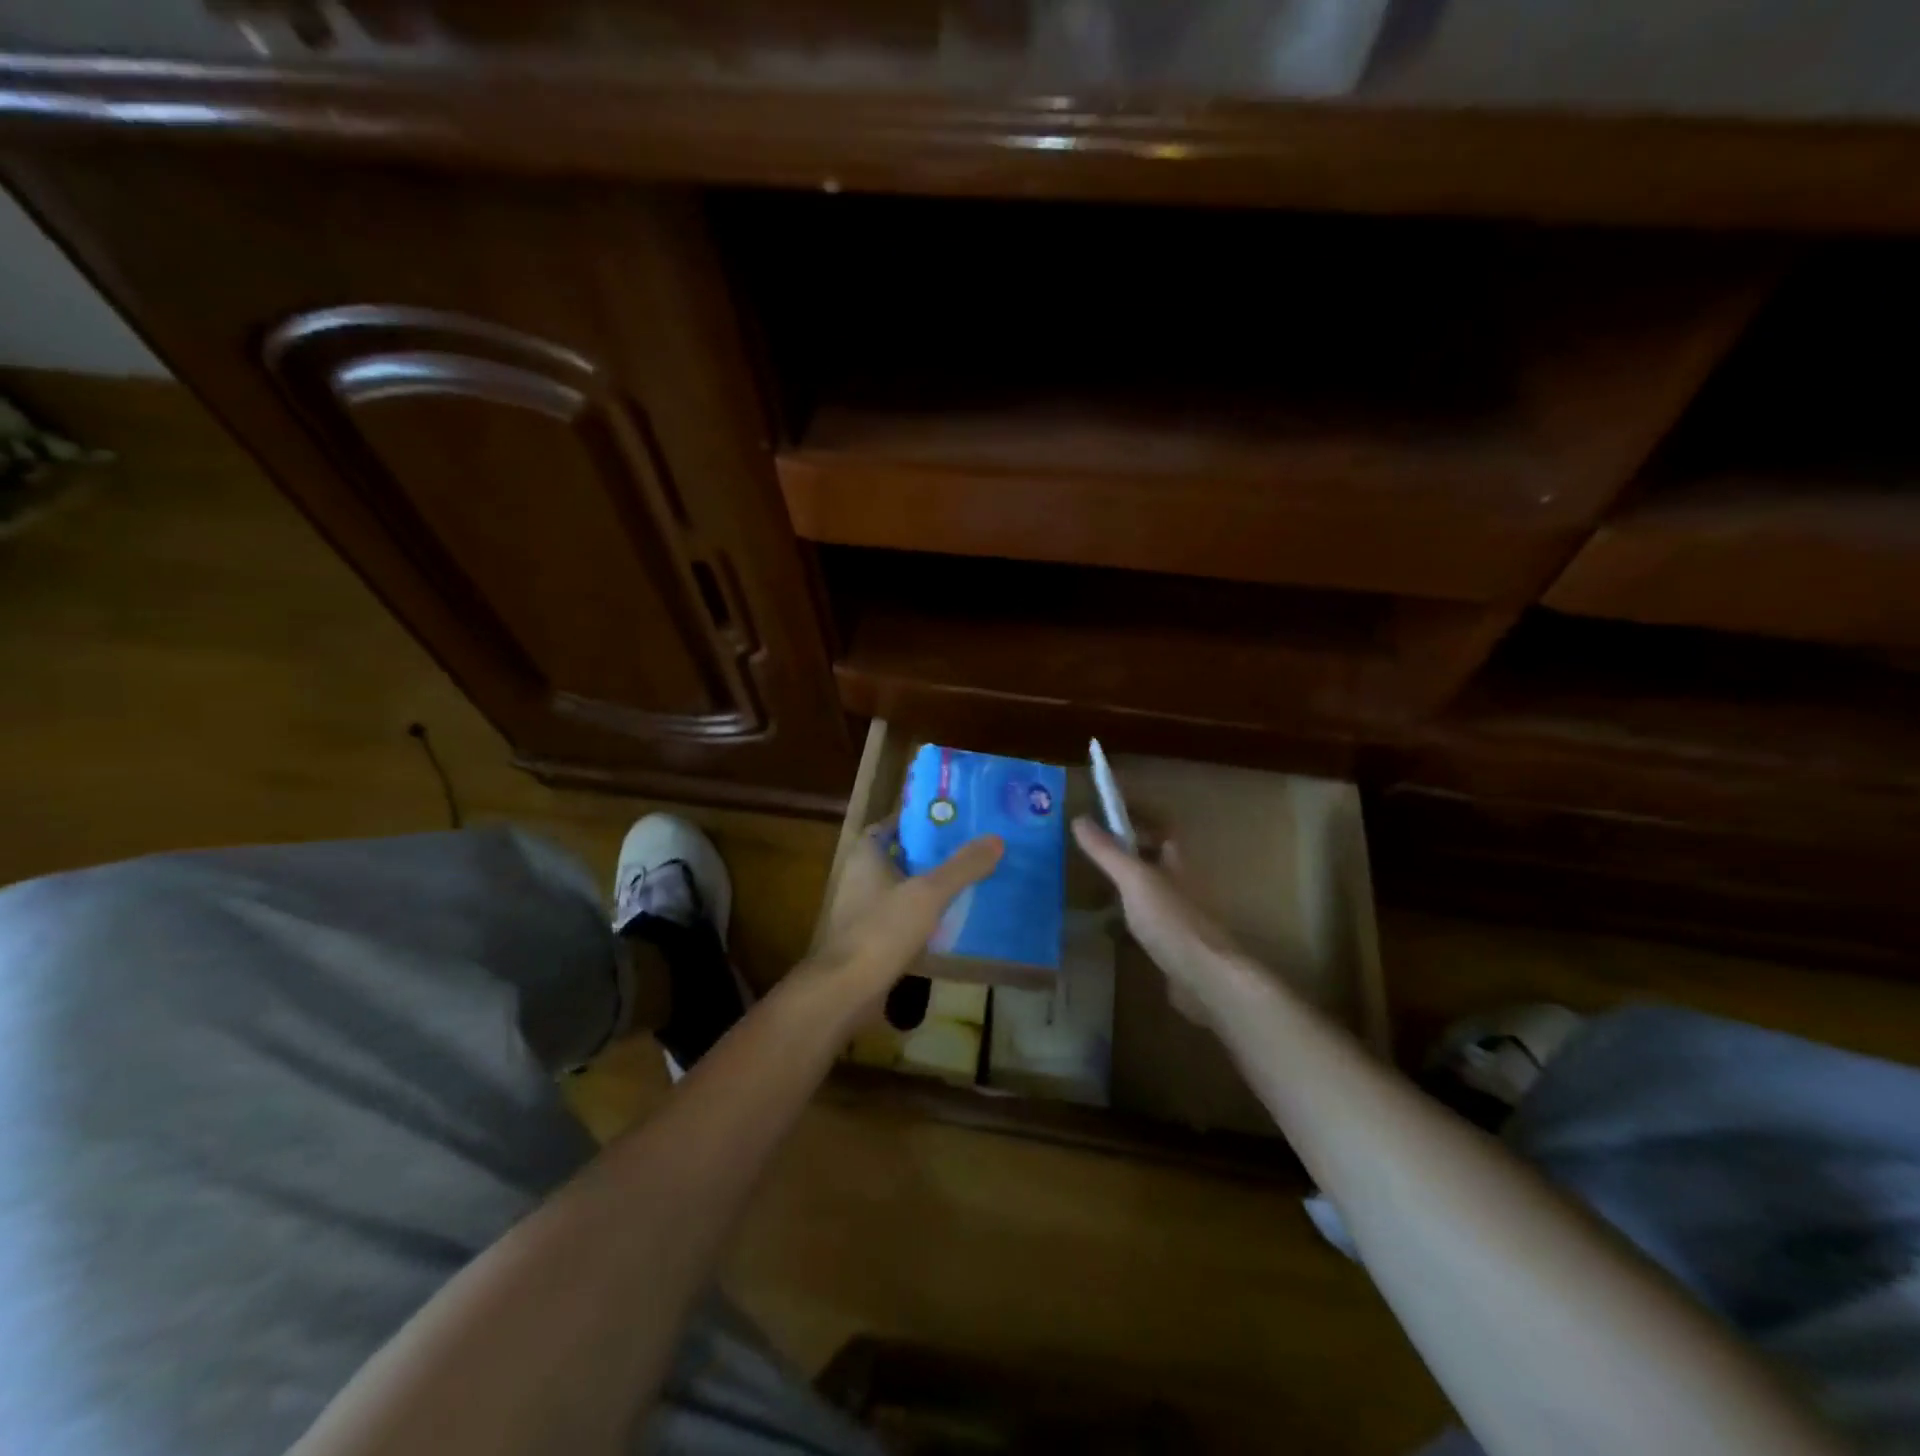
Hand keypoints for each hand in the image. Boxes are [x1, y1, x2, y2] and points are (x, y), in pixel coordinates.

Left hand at [809, 818, 1002, 1011]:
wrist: (847, 990)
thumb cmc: (882, 930)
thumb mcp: (928, 893)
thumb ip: (962, 867)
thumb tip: (996, 839)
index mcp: (866, 856)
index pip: (891, 825)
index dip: (918, 820)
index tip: (950, 820)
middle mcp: (860, 877)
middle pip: (900, 855)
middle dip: (930, 853)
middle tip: (968, 848)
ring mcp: (863, 910)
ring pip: (902, 888)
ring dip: (928, 886)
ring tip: (967, 880)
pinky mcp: (870, 939)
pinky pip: (901, 918)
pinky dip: (923, 916)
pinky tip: (951, 920)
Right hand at [1073, 816, 1240, 1023]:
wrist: (1204, 978)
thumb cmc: (1171, 920)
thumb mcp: (1134, 879)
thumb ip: (1108, 851)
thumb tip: (1079, 818)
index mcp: (1176, 863)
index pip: (1161, 829)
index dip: (1139, 818)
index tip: (1108, 813)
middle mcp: (1181, 886)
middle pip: (1155, 860)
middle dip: (1128, 853)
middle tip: (1092, 851)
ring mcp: (1178, 918)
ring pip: (1149, 893)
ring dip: (1126, 888)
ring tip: (1092, 887)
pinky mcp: (1172, 947)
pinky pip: (1146, 925)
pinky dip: (1126, 922)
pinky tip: (1107, 929)